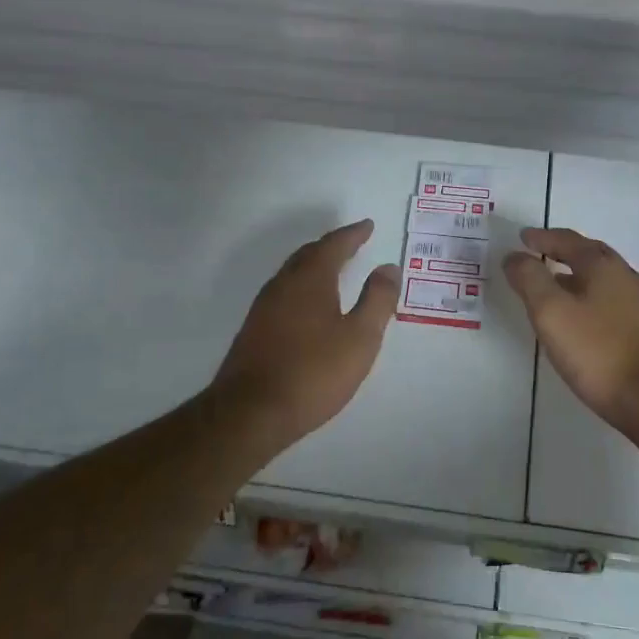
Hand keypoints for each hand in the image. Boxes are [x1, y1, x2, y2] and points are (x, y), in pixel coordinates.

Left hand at [213, 219, 397, 445]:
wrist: (251, 412)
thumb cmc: (313, 372)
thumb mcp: (360, 337)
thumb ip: (377, 300)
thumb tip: (388, 267)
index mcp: (310, 279)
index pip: (334, 245)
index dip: (353, 234)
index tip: (368, 225)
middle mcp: (283, 284)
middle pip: (309, 254)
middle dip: (332, 246)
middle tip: (352, 243)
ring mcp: (264, 307)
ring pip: (293, 273)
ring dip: (315, 265)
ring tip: (334, 270)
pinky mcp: (254, 330)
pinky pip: (284, 293)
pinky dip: (303, 286)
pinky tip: (309, 306)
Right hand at [504, 228, 638, 433]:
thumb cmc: (596, 351)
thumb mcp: (551, 312)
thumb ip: (530, 279)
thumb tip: (515, 256)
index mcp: (602, 265)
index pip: (568, 240)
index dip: (542, 237)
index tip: (522, 239)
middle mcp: (625, 276)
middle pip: (590, 254)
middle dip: (562, 251)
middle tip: (539, 255)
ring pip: (602, 278)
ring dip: (576, 275)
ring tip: (554, 286)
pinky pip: (611, 300)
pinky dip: (590, 296)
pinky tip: (580, 317)